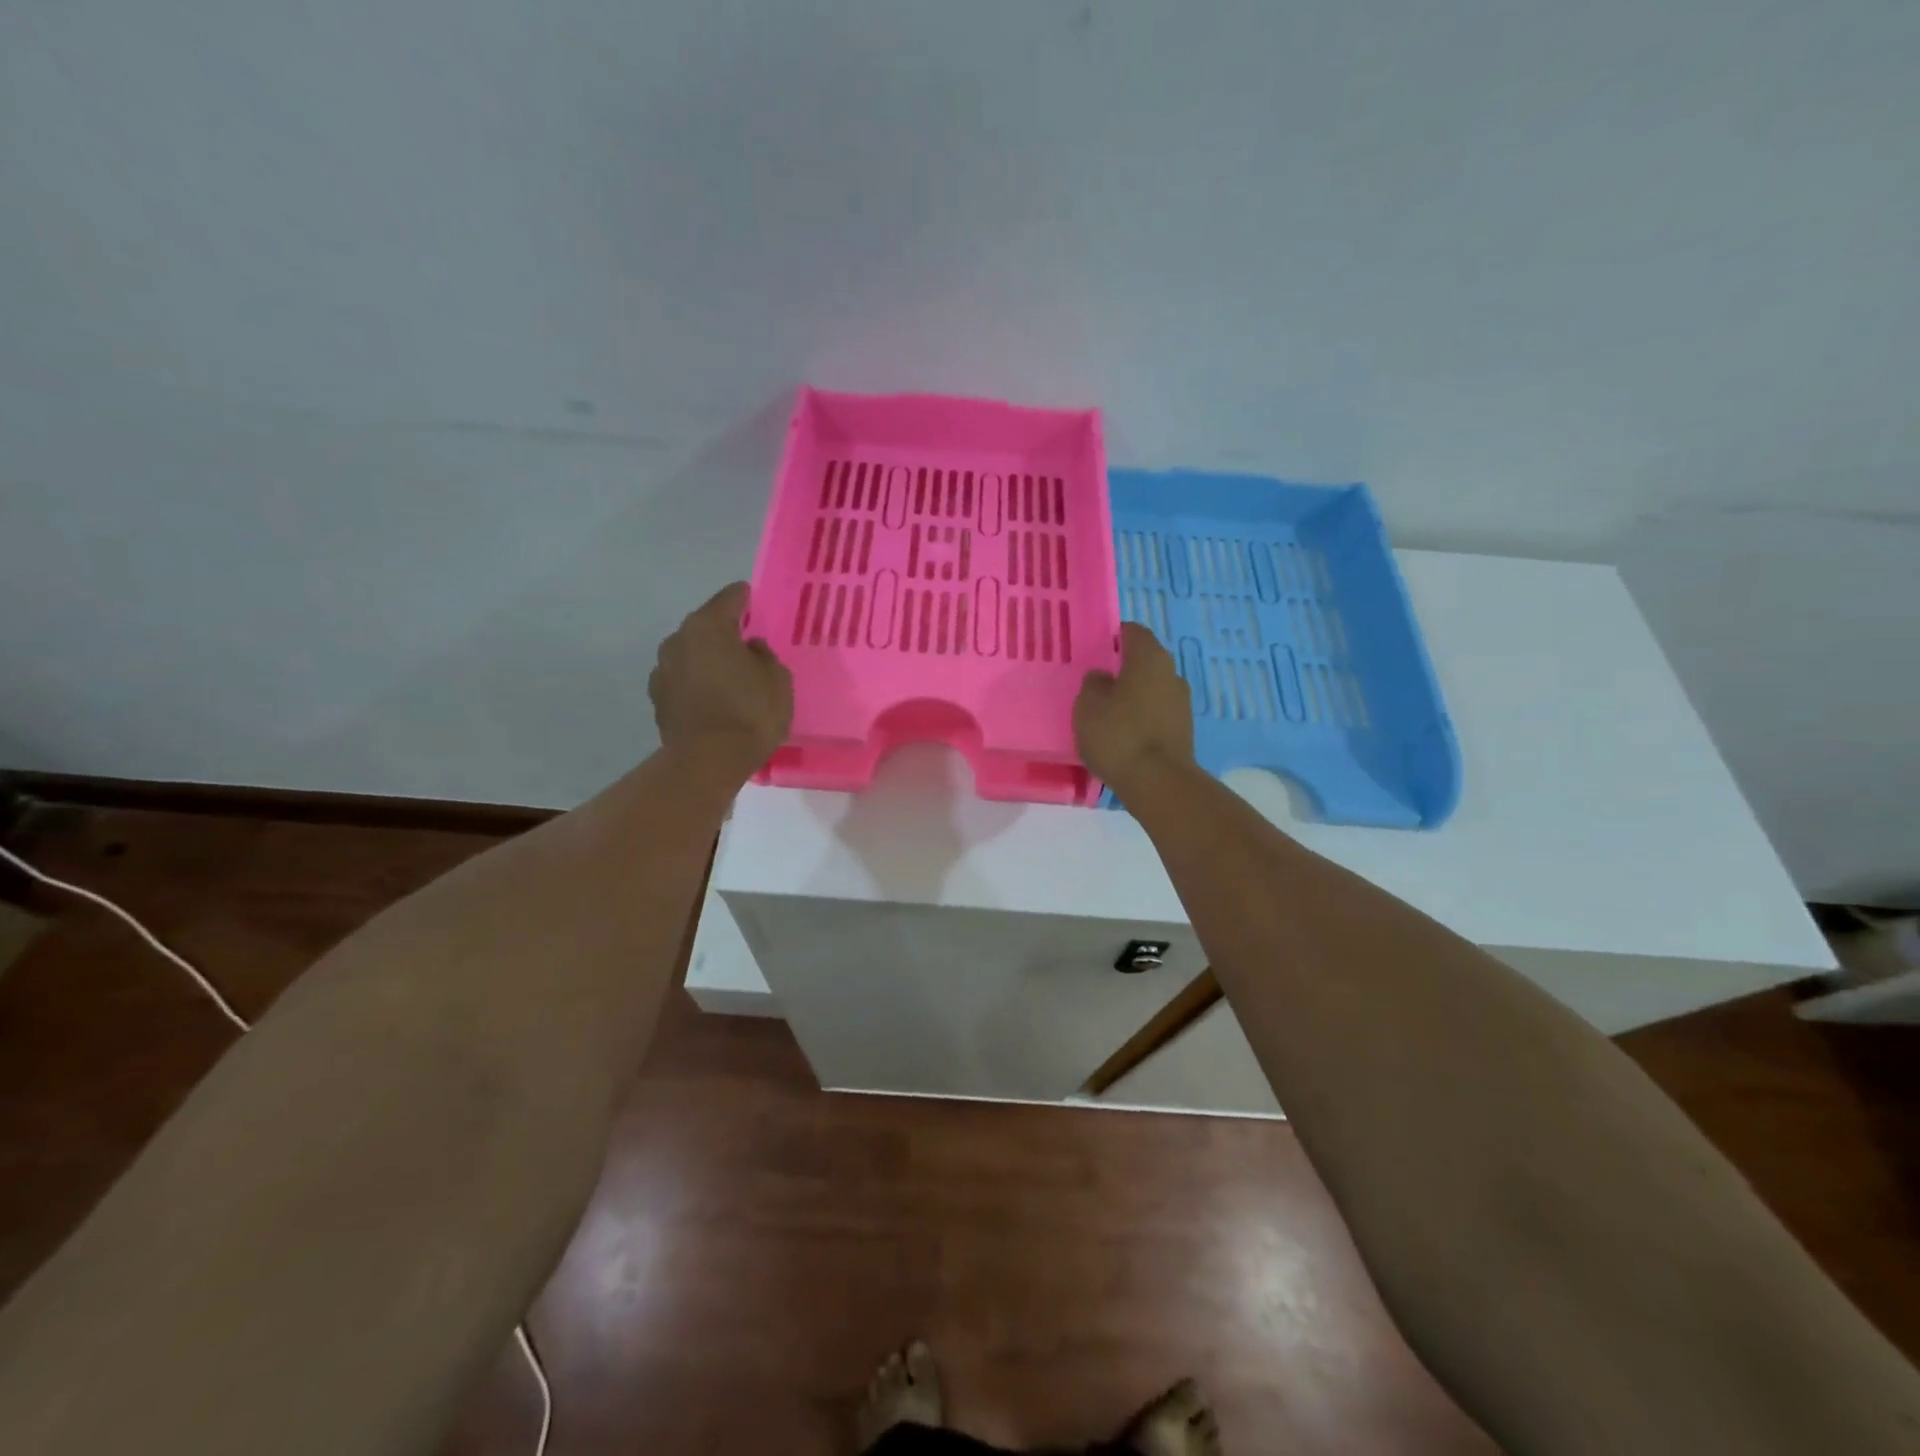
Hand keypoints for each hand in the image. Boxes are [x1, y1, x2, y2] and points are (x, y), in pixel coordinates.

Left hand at [649, 582, 793, 779]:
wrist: (707, 762)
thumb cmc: (750, 713)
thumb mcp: (777, 679)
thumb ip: (764, 655)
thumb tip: (750, 648)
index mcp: (709, 626)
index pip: (730, 598)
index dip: (744, 598)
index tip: (753, 599)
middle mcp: (679, 639)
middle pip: (705, 625)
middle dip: (724, 631)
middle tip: (746, 642)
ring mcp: (663, 669)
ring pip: (691, 653)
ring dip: (708, 658)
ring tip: (729, 674)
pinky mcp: (658, 698)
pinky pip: (683, 679)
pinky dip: (697, 682)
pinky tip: (713, 697)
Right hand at [1074, 622, 1195, 791]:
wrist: (1158, 782)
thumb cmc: (1118, 734)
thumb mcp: (1088, 705)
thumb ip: (1093, 683)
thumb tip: (1103, 677)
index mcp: (1149, 658)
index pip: (1133, 631)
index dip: (1113, 636)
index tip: (1095, 650)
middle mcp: (1171, 673)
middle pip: (1144, 661)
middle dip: (1122, 669)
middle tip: (1096, 684)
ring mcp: (1181, 703)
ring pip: (1151, 688)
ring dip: (1132, 695)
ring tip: (1107, 713)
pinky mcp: (1183, 730)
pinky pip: (1156, 713)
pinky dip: (1141, 718)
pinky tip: (1123, 735)